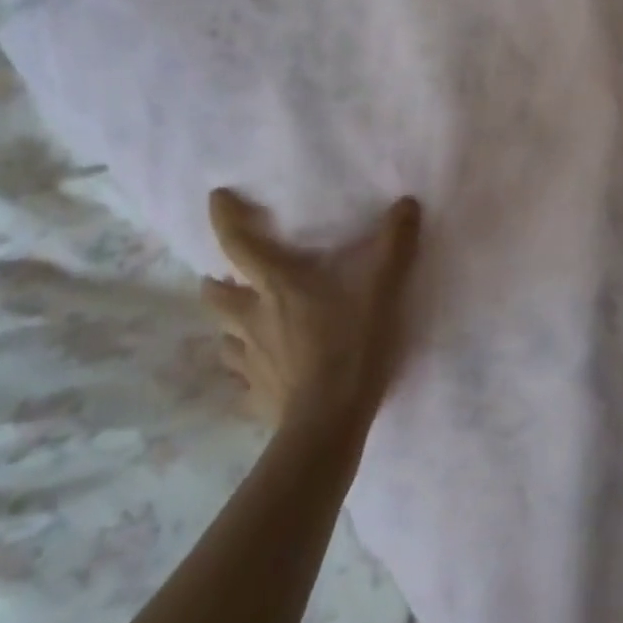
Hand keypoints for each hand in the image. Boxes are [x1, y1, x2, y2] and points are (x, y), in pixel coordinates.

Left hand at [201, 190, 422, 433]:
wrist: (330, 423)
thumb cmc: (351, 346)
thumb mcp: (381, 290)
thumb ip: (394, 245)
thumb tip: (406, 202)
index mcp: (276, 286)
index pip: (238, 244)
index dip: (225, 217)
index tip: (216, 198)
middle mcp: (252, 319)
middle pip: (215, 294)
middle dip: (218, 281)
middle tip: (232, 277)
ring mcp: (248, 361)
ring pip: (223, 336)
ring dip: (230, 325)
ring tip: (246, 323)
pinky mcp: (255, 396)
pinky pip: (240, 380)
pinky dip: (246, 370)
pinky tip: (261, 374)